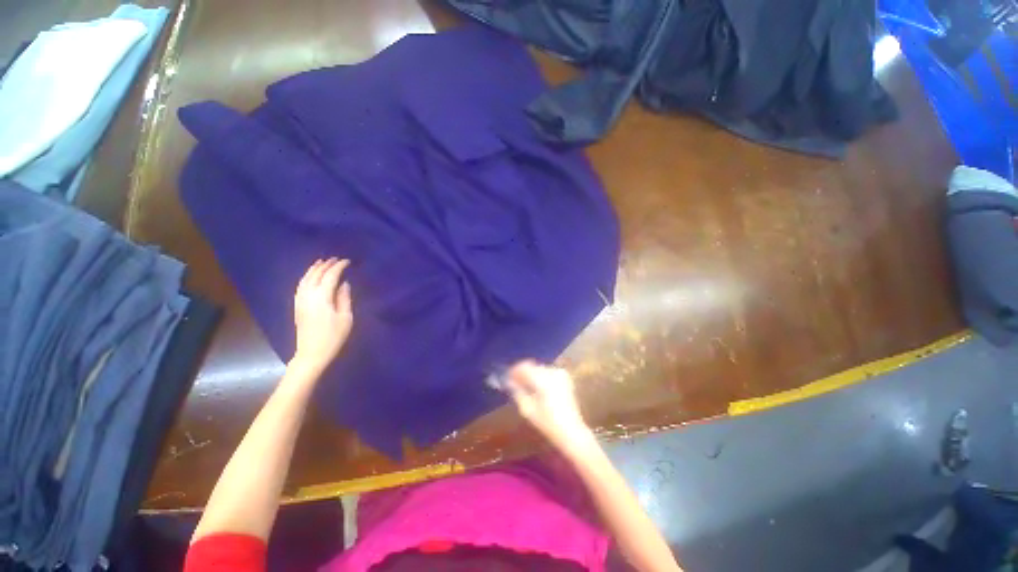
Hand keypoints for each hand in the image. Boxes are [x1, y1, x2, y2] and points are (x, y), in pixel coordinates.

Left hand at [291, 258, 352, 373]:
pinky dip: (306, 277)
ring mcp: (300, 301)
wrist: (311, 354)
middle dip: (326, 265)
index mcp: (322, 298)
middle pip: (316, 275)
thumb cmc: (333, 337)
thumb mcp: (345, 318)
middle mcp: (308, 296)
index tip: (348, 261)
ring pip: (305, 279)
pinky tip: (310, 277)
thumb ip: (344, 298)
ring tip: (321, 262)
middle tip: (336, 259)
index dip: (339, 267)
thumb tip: (344, 284)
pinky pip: (300, 286)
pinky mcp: (297, 306)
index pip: (330, 276)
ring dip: (314, 269)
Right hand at [506, 361, 591, 449]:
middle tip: (515, 383)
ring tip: (526, 387)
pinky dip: (541, 377)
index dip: (514, 371)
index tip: (507, 377)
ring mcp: (560, 374)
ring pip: (540, 368)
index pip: (524, 367)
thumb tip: (509, 382)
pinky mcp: (565, 378)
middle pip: (532, 366)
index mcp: (543, 380)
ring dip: (532, 374)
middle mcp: (552, 373)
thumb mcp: (527, 410)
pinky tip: (538, 388)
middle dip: (523, 373)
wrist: (571, 431)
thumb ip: (517, 392)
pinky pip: (548, 372)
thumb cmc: (548, 423)